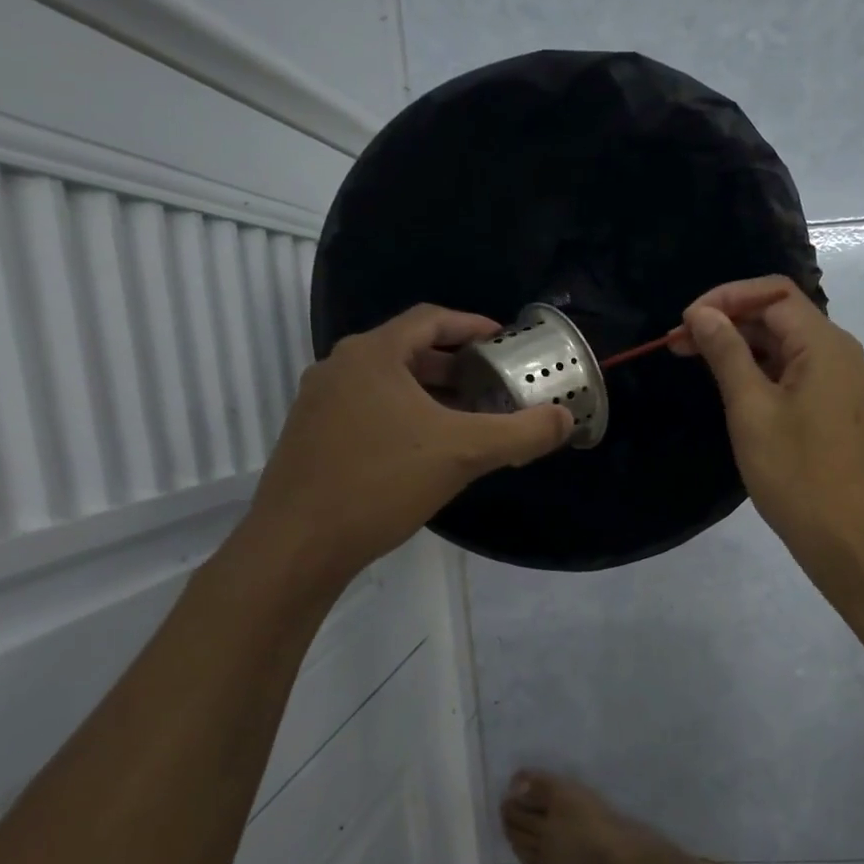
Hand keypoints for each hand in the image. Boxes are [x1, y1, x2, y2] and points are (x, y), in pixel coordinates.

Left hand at [240, 305, 571, 592]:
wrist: (297, 545)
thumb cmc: (380, 482)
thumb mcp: (463, 454)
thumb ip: (521, 432)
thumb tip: (565, 419)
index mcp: (373, 354)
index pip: (430, 318)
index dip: (472, 324)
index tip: (504, 342)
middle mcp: (340, 367)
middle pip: (409, 350)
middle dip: (456, 365)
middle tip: (493, 384)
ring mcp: (319, 403)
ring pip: (387, 383)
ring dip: (431, 393)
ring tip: (468, 418)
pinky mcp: (312, 437)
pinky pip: (368, 410)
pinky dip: (404, 416)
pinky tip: (425, 451)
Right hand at [672, 277, 863, 574]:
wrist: (851, 539)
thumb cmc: (796, 473)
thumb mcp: (750, 410)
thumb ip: (727, 354)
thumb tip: (703, 315)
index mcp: (826, 346)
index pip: (774, 294)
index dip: (725, 298)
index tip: (686, 324)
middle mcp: (847, 356)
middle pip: (784, 319)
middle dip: (732, 325)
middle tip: (681, 347)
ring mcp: (852, 387)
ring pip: (794, 351)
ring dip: (748, 352)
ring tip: (704, 368)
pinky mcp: (849, 414)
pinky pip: (807, 378)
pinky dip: (771, 376)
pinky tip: (742, 395)